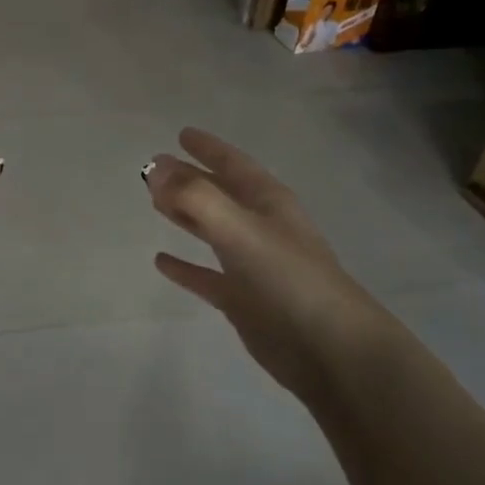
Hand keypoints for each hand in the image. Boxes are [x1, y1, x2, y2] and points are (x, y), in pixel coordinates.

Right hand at [145, 128, 387, 396]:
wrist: (330, 350)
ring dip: (185, 215)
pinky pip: (206, 275)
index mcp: (268, 203)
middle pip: (219, 194)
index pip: (234, 164)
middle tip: (154, 167)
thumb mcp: (240, 229)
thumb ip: (196, 197)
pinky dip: (185, 267)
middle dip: (189, 179)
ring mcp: (252, 265)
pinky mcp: (243, 300)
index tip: (182, 134)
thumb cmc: (289, 279)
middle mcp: (261, 228)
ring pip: (211, 230)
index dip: (209, 148)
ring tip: (154, 202)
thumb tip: (156, 169)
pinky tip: (161, 261)